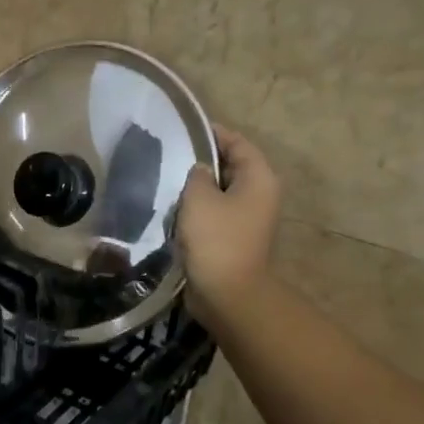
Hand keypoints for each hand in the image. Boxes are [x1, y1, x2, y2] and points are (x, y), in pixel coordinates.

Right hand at [178, 124, 281, 333]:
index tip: (182, 129)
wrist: (227, 293)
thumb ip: (197, 174)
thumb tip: (199, 169)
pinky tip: (171, 207)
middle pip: (230, 166)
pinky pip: (214, 213)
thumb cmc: (216, 238)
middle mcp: (259, 194)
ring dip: (196, 187)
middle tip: (168, 154)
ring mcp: (247, 218)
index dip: (212, 133)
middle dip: (201, 160)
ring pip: (219, 191)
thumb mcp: (200, 197)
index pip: (237, 143)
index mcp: (259, 178)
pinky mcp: (232, 237)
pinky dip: (196, 208)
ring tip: (165, 179)